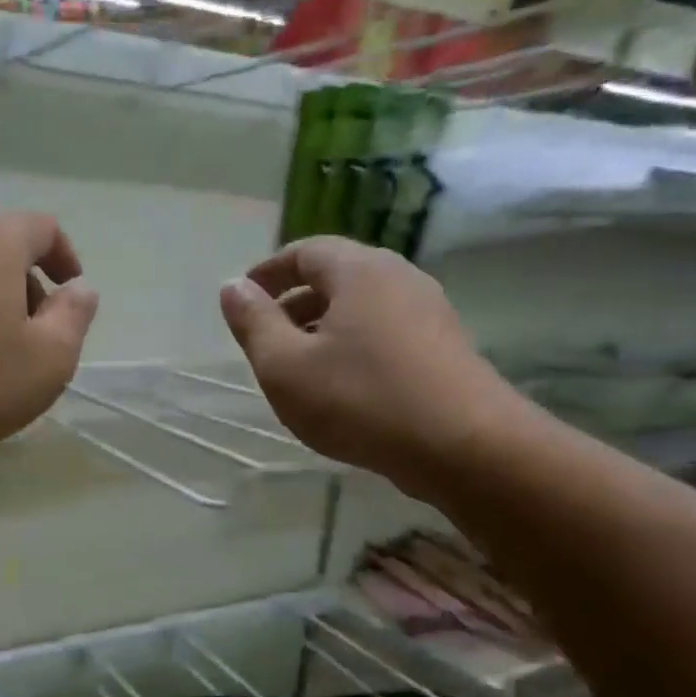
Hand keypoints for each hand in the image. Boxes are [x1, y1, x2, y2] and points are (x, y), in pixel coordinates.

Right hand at [218, 237, 525, 492]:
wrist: (463, 445)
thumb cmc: (360, 400)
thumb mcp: (285, 366)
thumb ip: (254, 323)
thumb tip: (232, 286)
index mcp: (359, 271)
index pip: (305, 251)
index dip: (268, 271)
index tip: (243, 297)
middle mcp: (399, 278)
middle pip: (337, 277)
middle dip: (295, 301)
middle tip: (266, 337)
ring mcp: (429, 312)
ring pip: (362, 308)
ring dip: (324, 328)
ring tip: (300, 367)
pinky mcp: (445, 348)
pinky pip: (386, 334)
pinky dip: (353, 347)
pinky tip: (343, 388)